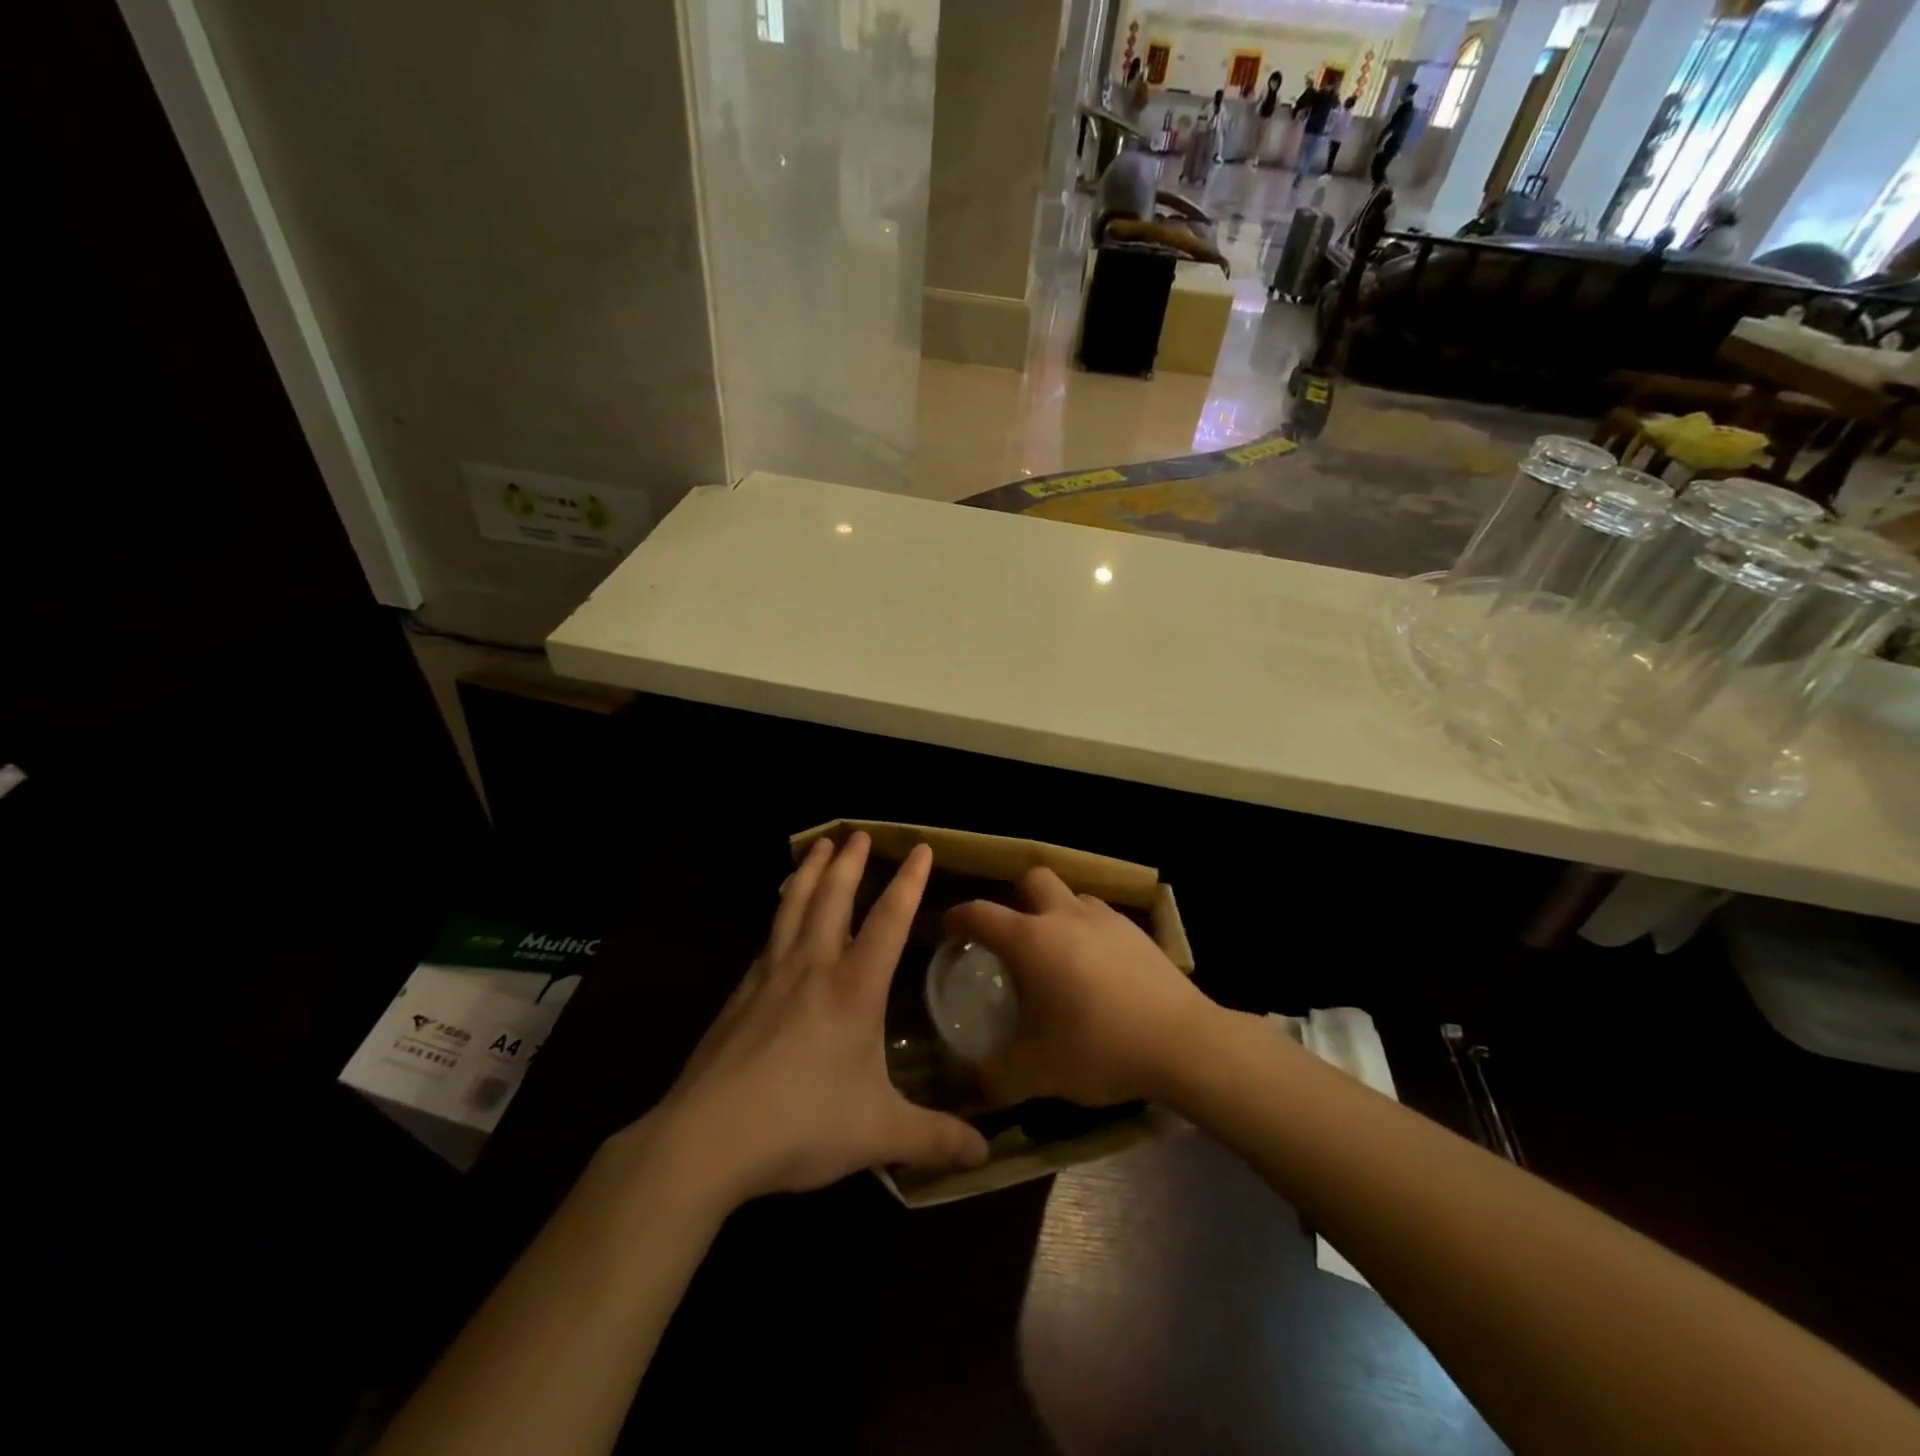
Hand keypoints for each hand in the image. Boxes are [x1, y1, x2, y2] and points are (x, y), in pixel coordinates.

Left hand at [640, 833, 988, 1205]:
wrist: (706, 1139)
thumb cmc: (801, 1125)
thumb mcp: (878, 1135)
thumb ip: (933, 1138)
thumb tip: (985, 1154)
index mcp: (854, 990)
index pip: (889, 921)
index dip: (909, 882)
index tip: (921, 848)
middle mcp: (813, 968)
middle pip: (833, 899)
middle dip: (851, 863)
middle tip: (859, 833)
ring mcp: (770, 976)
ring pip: (794, 907)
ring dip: (810, 873)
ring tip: (820, 846)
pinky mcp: (740, 994)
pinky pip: (768, 936)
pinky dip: (781, 910)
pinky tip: (780, 916)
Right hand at [944, 867, 1217, 1108]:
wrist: (1181, 1043)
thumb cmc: (1097, 1047)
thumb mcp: (1035, 1072)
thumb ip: (996, 1077)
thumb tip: (975, 1086)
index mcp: (1030, 940)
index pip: (981, 914)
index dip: (959, 917)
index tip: (950, 928)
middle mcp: (1065, 916)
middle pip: (1032, 879)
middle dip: (1015, 898)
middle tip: (1012, 934)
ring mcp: (1106, 920)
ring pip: (1072, 896)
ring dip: (1057, 912)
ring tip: (1058, 952)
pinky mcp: (1138, 933)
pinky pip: (1102, 919)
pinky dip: (1090, 932)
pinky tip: (1097, 969)